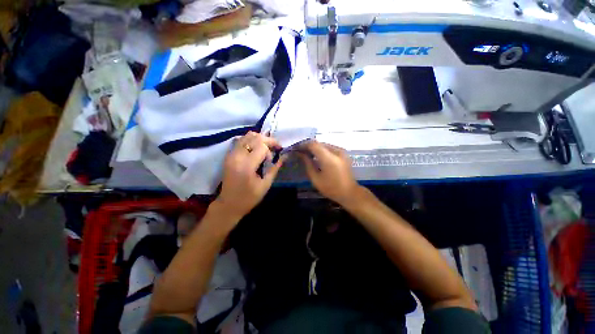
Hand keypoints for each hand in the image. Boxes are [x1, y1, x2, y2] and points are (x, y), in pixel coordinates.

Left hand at [216, 132, 284, 219]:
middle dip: (267, 140)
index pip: (262, 145)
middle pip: (254, 137)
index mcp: (247, 165)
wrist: (229, 204)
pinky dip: (251, 141)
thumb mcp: (265, 184)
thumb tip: (284, 156)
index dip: (272, 146)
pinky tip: (256, 149)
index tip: (279, 151)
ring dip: (259, 139)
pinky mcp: (228, 155)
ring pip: (246, 136)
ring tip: (266, 148)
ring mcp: (231, 154)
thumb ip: (275, 168)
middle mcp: (237, 156)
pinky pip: (241, 140)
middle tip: (275, 148)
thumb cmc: (249, 198)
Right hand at [299, 141, 361, 205]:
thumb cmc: (331, 188)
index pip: (313, 144)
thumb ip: (308, 164)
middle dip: (308, 146)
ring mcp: (341, 151)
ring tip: (307, 154)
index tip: (296, 148)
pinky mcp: (343, 153)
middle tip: (300, 152)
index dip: (303, 145)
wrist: (349, 192)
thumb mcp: (316, 179)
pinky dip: (322, 150)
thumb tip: (301, 154)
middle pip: (319, 143)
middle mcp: (336, 151)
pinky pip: (329, 148)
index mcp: (329, 158)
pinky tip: (317, 156)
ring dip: (315, 148)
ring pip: (324, 145)